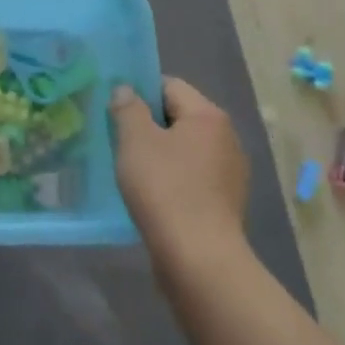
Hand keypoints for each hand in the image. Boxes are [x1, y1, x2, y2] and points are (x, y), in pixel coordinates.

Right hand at [111, 78, 249, 259]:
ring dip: (159, 154)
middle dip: (148, 125)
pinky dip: (172, 179)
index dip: (139, 92)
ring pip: (184, 149)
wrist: (198, 258)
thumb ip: (128, 108)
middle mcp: (226, 138)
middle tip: (117, 139)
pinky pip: (192, 177)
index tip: (115, 111)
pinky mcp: (224, 202)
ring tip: (130, 170)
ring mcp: (229, 173)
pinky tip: (151, 195)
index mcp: (208, 116)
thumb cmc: (165, 189)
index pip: (169, 85)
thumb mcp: (136, 141)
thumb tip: (126, 90)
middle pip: (179, 117)